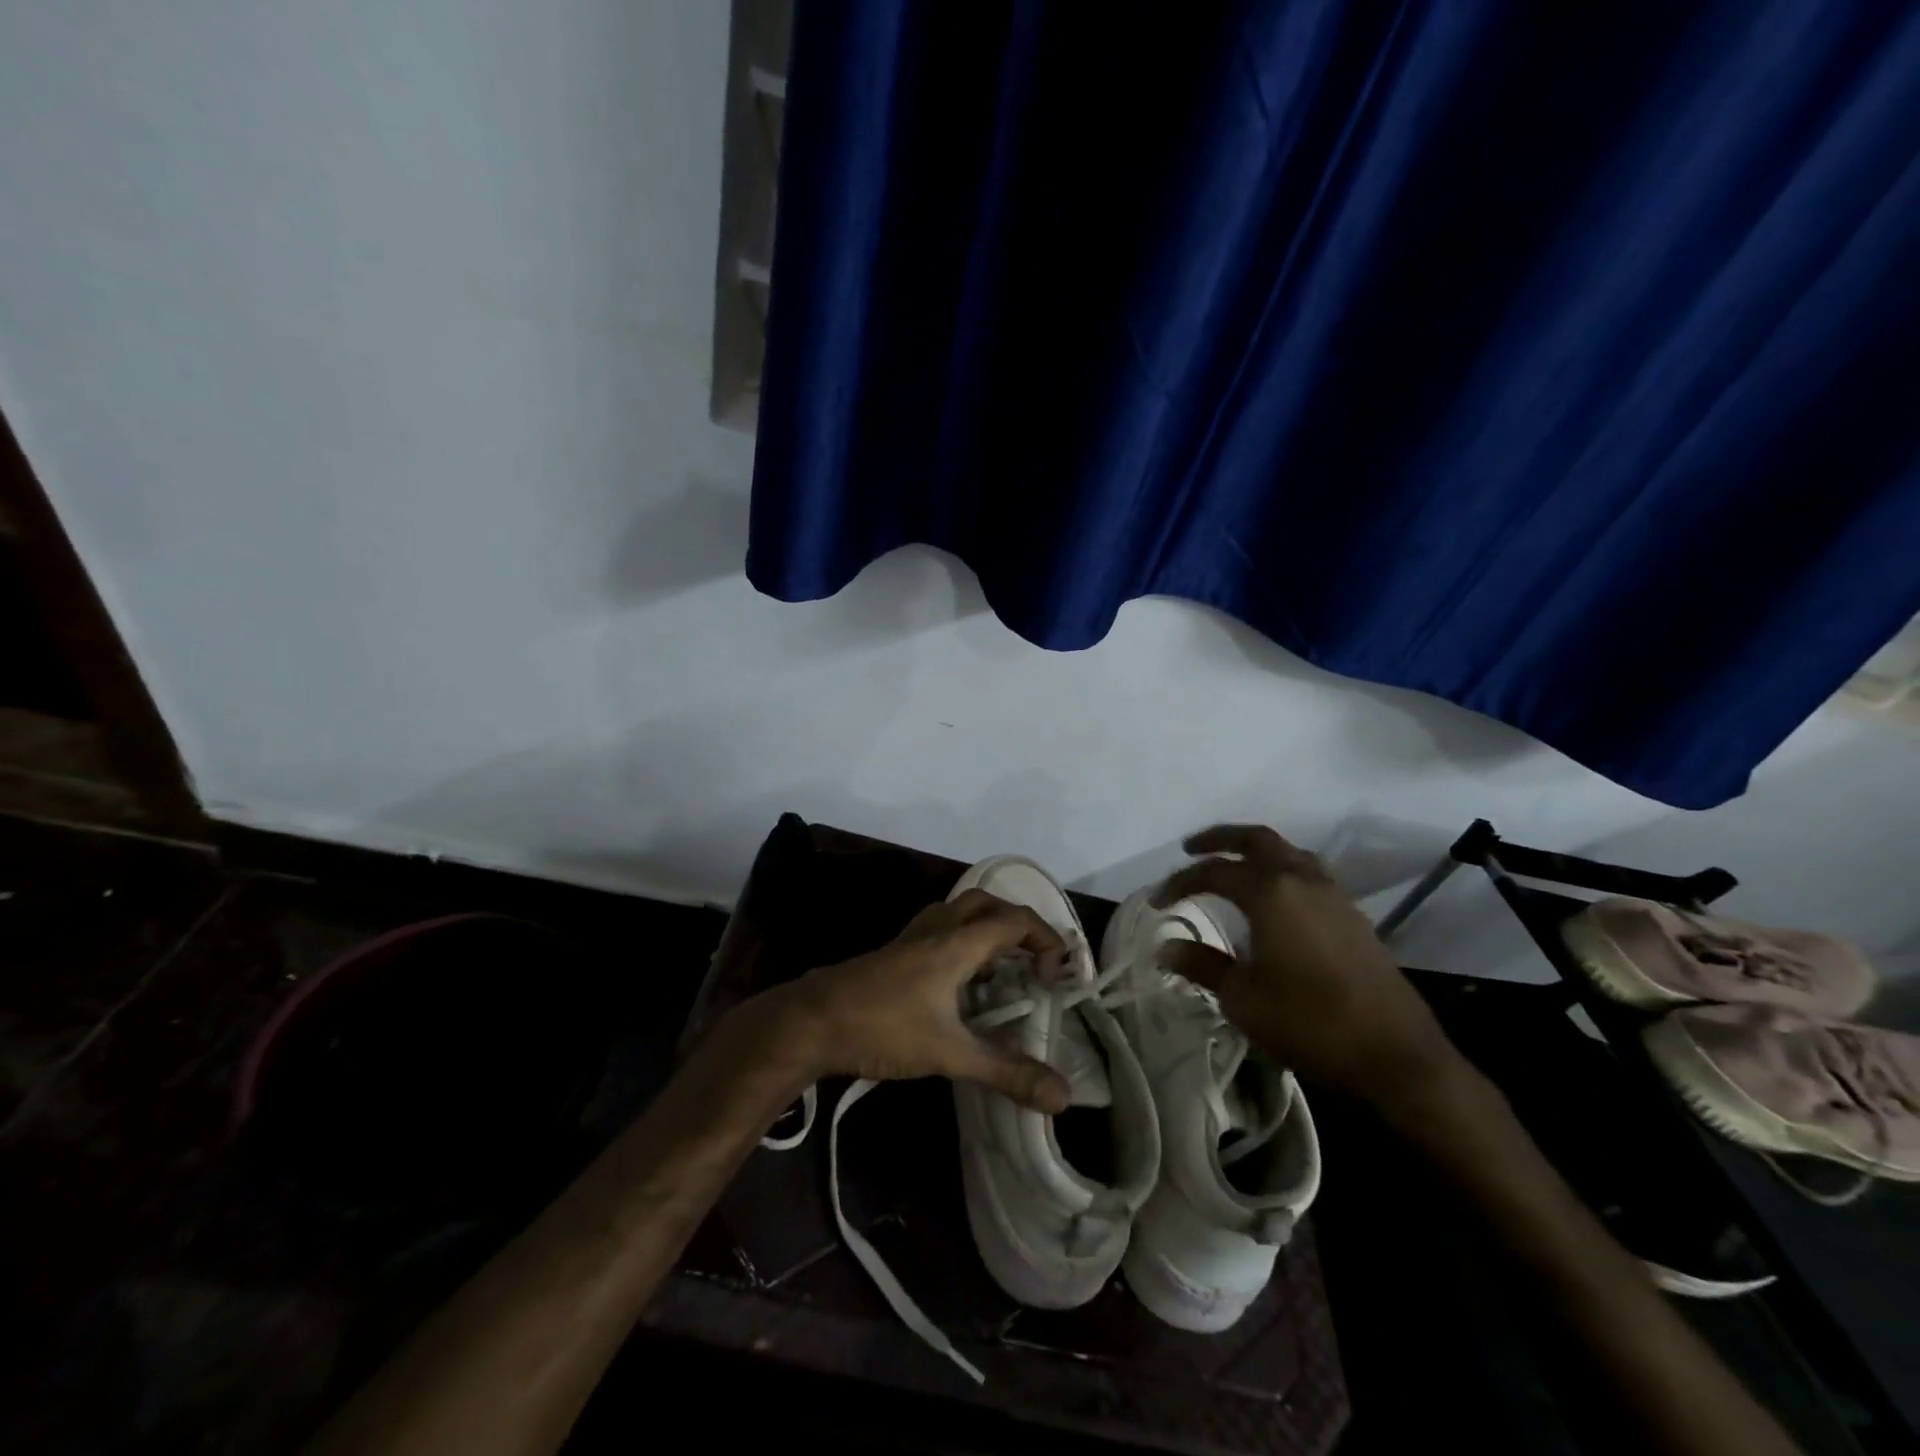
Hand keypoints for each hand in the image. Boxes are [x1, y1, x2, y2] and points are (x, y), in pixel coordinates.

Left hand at [753, 890, 1074, 1113]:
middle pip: (985, 904)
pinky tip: (960, 987)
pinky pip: (939, 932)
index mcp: (956, 943)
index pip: (1013, 920)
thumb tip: (1063, 1096)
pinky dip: (962, 945)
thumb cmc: (882, 1028)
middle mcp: (936, 930)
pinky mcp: (894, 954)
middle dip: (1017, 924)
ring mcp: (911, 939)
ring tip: (1003, 972)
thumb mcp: (949, 1054)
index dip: (1046, 938)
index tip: (1058, 975)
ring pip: (958, 914)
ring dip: (987, 932)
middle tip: (1034, 960)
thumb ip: (1006, 1072)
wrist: (810, 1022)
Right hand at [1155, 824, 1459, 1113]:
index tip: (1156, 901)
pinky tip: (1274, 899)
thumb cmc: (1309, 1022)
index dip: (1180, 882)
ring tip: (1233, 866)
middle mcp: (1303, 880)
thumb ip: (1203, 964)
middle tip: (1191, 848)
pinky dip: (1281, 871)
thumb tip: (1167, 947)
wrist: (1395, 1055)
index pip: (1214, 871)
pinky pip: (1309, 874)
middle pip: (1257, 839)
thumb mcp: (1242, 998)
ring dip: (1256, 852)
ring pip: (1289, 852)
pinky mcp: (1353, 917)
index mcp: (1271, 892)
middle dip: (1220, 838)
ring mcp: (1334, 896)